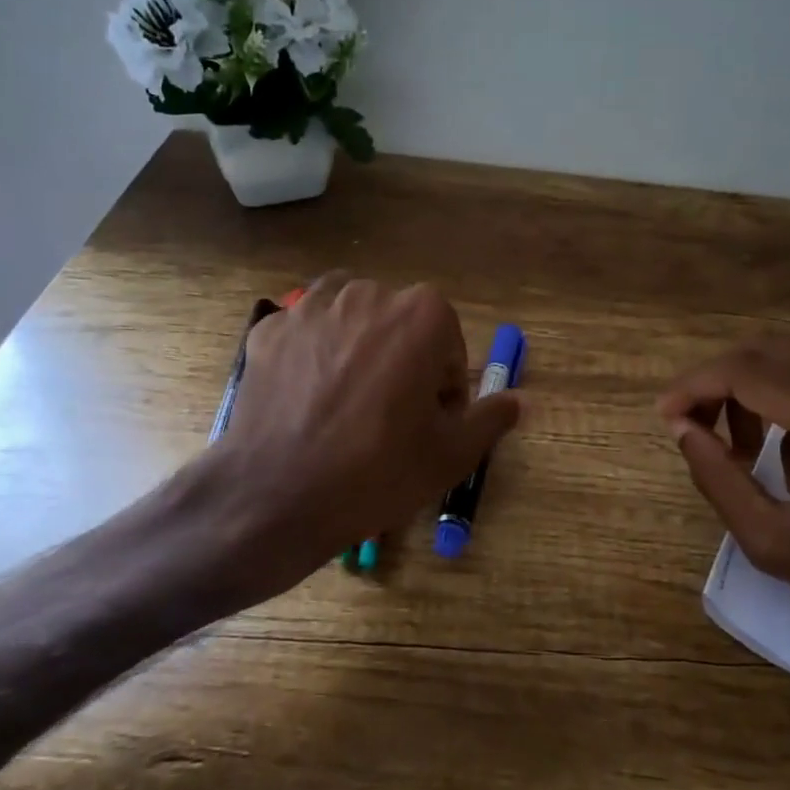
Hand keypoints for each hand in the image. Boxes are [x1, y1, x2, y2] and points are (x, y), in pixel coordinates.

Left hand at [217, 274, 520, 556]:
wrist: (278, 495)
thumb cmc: (378, 471)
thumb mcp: (452, 454)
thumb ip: (492, 417)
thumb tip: (521, 400)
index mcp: (422, 315)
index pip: (448, 344)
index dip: (444, 386)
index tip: (430, 423)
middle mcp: (367, 294)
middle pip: (399, 324)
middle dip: (403, 360)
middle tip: (390, 416)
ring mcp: (310, 307)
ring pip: (349, 317)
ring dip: (358, 346)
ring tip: (348, 398)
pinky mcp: (268, 329)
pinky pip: (304, 330)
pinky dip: (312, 353)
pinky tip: (307, 397)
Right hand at [657, 336, 789, 644]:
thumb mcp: (777, 546)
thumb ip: (720, 481)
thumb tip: (684, 430)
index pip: (747, 372)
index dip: (695, 387)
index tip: (666, 416)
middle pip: (767, 351)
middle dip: (718, 383)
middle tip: (696, 429)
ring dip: (753, 391)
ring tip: (744, 452)